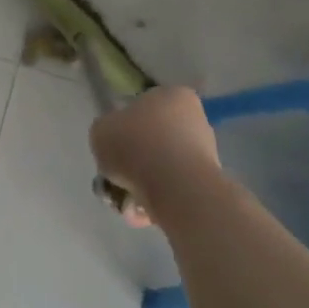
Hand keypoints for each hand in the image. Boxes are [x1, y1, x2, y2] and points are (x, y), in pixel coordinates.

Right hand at [90, 85, 221, 227]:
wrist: (176, 188)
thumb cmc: (135, 146)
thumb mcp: (100, 130)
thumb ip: (106, 131)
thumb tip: (115, 140)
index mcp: (172, 95)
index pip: (140, 108)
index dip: (121, 129)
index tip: (111, 148)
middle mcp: (195, 119)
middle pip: (151, 141)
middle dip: (132, 162)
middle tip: (114, 178)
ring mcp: (205, 152)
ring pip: (161, 168)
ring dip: (140, 184)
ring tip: (125, 202)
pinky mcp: (208, 183)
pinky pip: (172, 189)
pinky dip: (155, 200)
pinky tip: (141, 212)